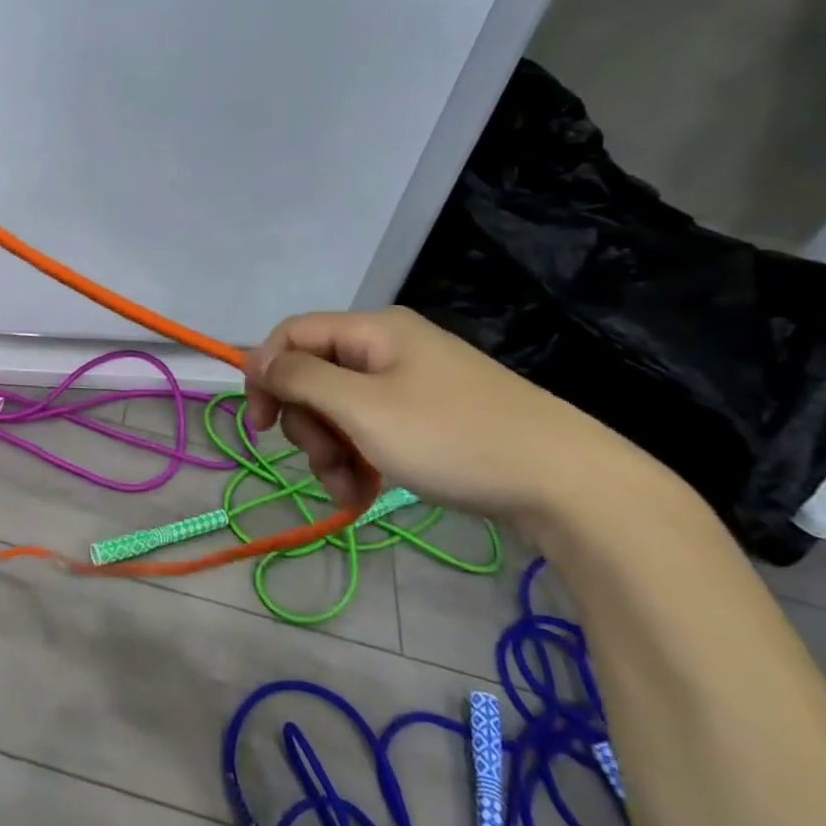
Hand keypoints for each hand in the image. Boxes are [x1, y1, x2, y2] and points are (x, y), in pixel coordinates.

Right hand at [243, 307, 650, 524]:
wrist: (567, 484)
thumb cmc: (451, 437)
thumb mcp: (362, 408)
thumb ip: (301, 379)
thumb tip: (258, 361)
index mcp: (372, 330)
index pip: (291, 335)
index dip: (264, 373)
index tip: (259, 425)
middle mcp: (388, 348)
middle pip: (314, 376)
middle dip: (307, 424)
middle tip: (323, 463)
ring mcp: (411, 384)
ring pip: (340, 409)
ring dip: (330, 450)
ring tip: (349, 490)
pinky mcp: (429, 417)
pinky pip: (371, 430)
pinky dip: (358, 460)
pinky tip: (363, 495)